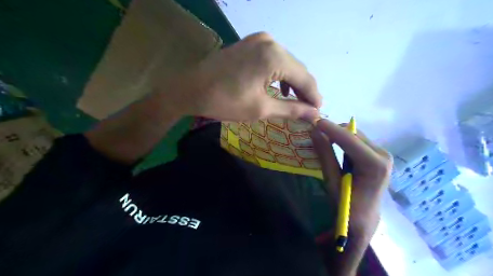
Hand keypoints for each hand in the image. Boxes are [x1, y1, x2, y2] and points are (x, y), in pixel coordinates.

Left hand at [164, 32, 321, 121]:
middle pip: (297, 68)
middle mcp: (270, 42)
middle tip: (310, 109)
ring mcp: (258, 40)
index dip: (314, 96)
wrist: (190, 89)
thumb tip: (315, 114)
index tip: (319, 112)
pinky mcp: (250, 44)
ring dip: (293, 82)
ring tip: (298, 101)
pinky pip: (273, 59)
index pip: (304, 78)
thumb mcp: (261, 108)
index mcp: (274, 56)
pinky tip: (280, 88)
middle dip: (305, 89)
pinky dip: (280, 74)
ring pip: (285, 63)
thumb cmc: (225, 101)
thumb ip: (291, 109)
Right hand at [311, 119, 393, 234]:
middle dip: (334, 131)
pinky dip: (344, 140)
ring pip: (356, 135)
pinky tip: (335, 146)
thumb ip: (325, 155)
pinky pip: (358, 141)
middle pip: (354, 134)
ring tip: (322, 139)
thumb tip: (315, 132)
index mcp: (374, 164)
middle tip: (315, 132)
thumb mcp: (332, 180)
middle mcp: (382, 155)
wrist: (364, 219)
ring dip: (338, 135)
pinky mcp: (378, 155)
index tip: (315, 121)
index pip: (350, 139)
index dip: (331, 129)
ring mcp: (382, 154)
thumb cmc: (347, 205)